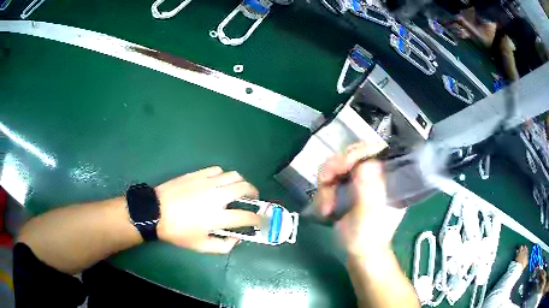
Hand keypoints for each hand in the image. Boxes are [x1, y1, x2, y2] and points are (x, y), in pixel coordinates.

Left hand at [155, 166, 259, 253]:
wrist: (155, 211)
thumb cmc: (177, 231)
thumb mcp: (200, 246)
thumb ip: (223, 246)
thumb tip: (236, 239)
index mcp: (218, 217)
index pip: (246, 216)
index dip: (257, 219)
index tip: (259, 220)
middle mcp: (217, 196)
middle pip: (245, 188)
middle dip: (254, 193)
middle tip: (253, 198)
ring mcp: (207, 182)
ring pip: (233, 175)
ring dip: (241, 182)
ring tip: (238, 188)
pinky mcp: (198, 174)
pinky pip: (217, 170)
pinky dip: (223, 176)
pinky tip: (219, 182)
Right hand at [316, 141, 405, 256]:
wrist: (359, 254)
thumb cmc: (369, 238)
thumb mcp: (370, 215)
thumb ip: (369, 190)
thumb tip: (367, 162)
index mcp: (388, 177)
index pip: (376, 149)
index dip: (358, 152)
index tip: (342, 166)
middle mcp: (374, 174)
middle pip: (353, 154)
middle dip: (336, 168)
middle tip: (326, 182)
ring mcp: (359, 180)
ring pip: (337, 165)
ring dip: (326, 183)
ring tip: (325, 205)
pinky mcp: (347, 188)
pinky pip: (330, 178)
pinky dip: (323, 191)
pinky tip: (325, 207)